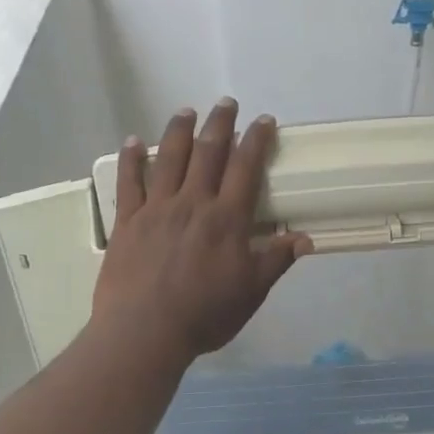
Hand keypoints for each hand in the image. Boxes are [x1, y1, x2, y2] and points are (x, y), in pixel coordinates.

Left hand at [93, 99, 312, 360]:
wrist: (145, 331)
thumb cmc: (204, 315)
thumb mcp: (251, 292)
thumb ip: (276, 261)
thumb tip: (305, 239)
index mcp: (227, 219)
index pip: (246, 168)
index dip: (256, 140)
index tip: (263, 120)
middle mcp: (193, 203)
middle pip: (209, 152)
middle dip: (220, 124)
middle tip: (226, 103)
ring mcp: (157, 208)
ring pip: (170, 158)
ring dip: (179, 130)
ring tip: (186, 111)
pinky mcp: (128, 221)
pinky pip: (129, 182)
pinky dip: (132, 159)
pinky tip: (134, 141)